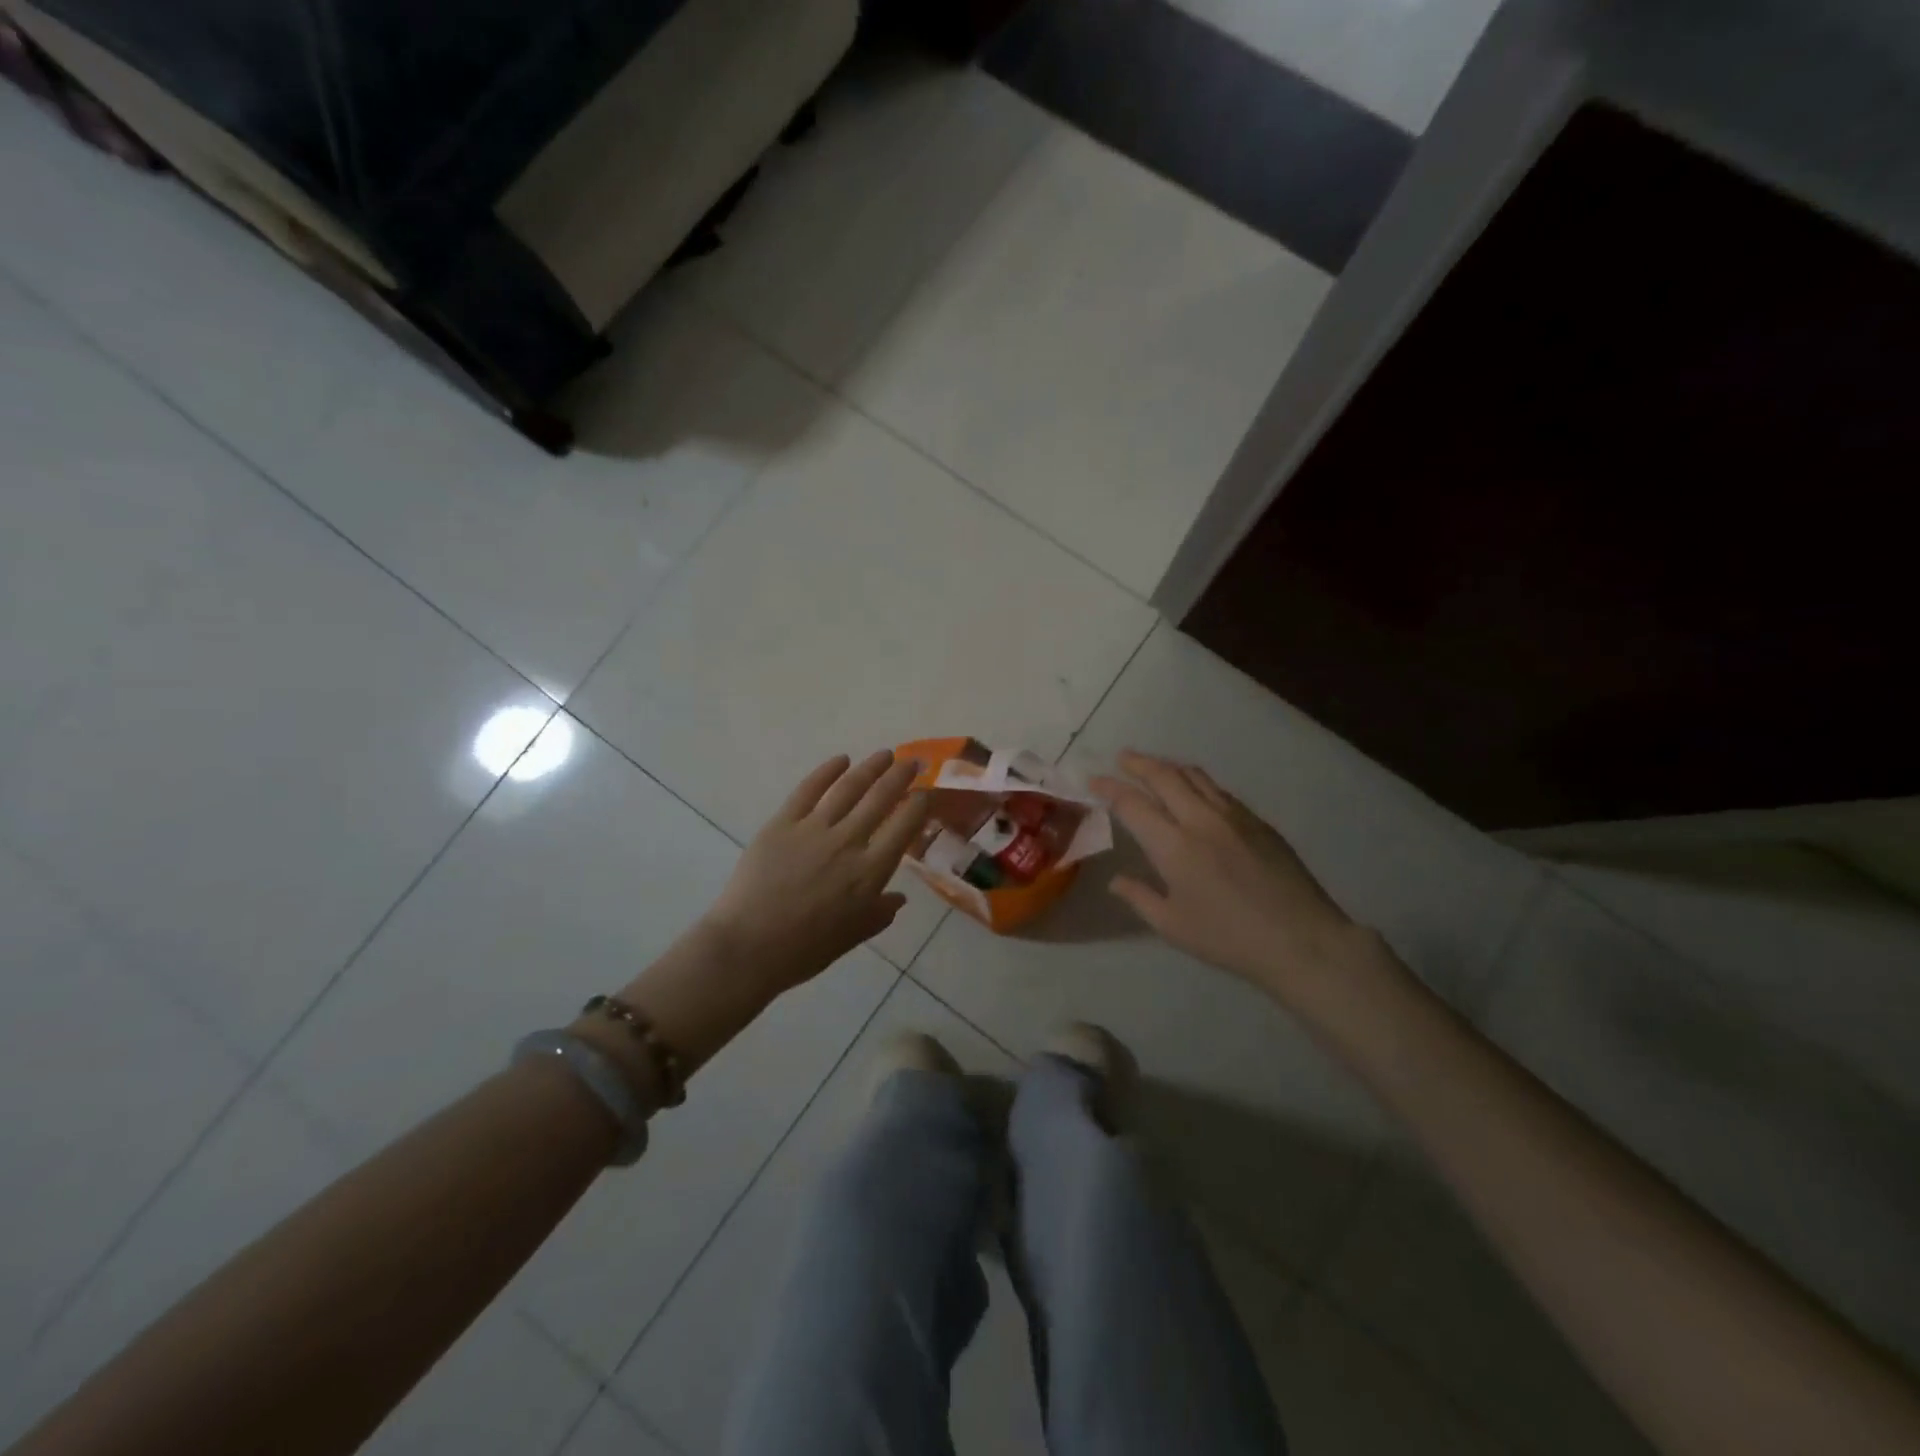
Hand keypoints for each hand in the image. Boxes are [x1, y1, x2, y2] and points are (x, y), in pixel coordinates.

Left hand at [700, 751, 931, 996]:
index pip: (904, 827)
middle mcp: (848, 842)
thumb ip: (879, 914)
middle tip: (912, 762)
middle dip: (900, 776)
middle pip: (881, 798)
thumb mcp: (852, 937)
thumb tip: (899, 898)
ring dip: (870, 767)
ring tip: (884, 754)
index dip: (918, 806)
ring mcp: (813, 829)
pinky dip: (827, 771)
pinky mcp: (782, 823)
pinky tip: (840, 760)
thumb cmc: (804, 950)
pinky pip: (809, 789)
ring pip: (848, 788)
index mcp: (869, 872)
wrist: (748, 947)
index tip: (925, 793)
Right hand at [1092, 750, 1376, 1000]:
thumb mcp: (1173, 926)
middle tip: (1121, 758)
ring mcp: (1233, 816)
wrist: (1301, 939)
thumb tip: (1116, 880)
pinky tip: (1194, 791)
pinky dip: (1197, 782)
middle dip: (1138, 763)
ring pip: (1195, 776)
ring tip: (1154, 766)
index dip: (1110, 788)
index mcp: (1173, 846)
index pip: (1132, 804)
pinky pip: (1219, 790)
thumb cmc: (1229, 938)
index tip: (1094, 780)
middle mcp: (1200, 820)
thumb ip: (1139, 897)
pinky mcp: (1258, 822)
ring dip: (1168, 766)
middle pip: (1164, 776)